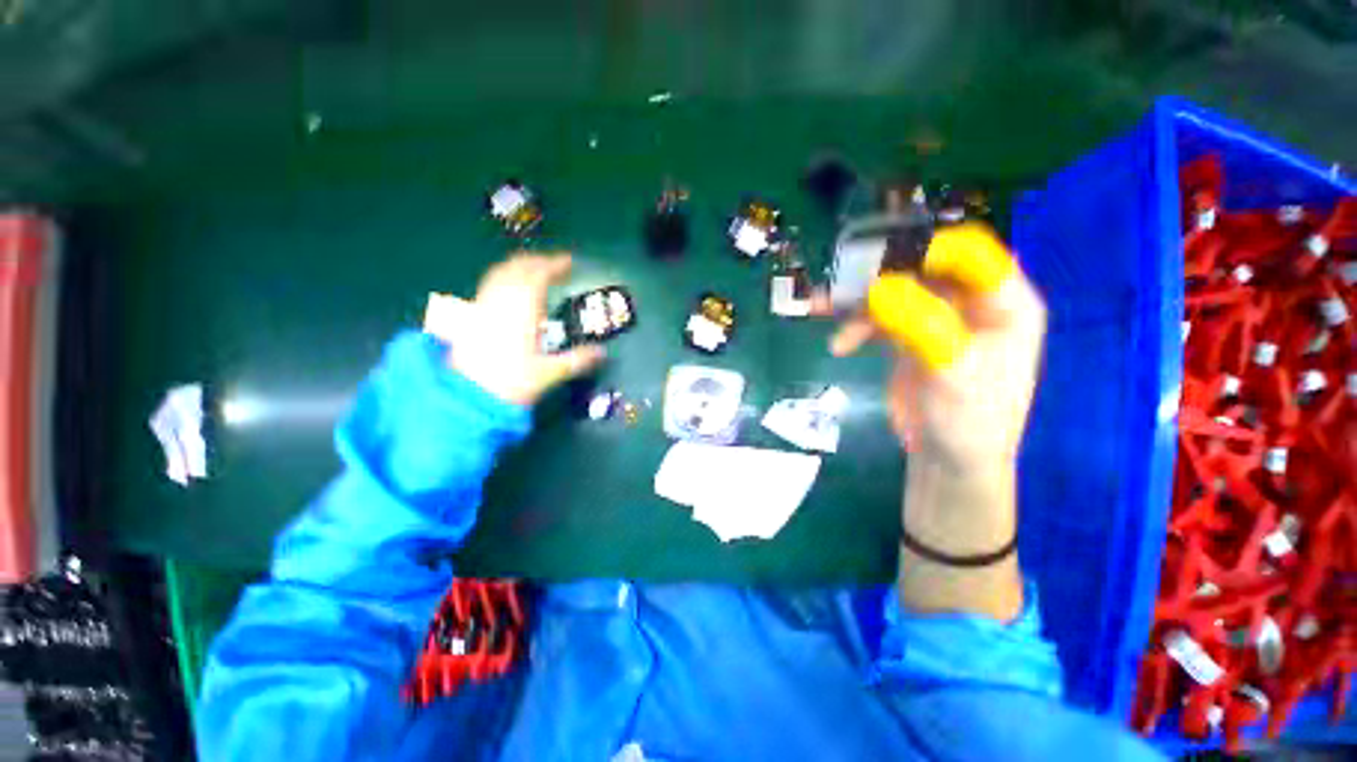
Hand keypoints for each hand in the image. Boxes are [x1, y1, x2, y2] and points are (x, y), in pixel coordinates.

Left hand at [447, 253, 604, 405]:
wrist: (466, 396)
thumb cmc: (510, 381)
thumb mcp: (549, 373)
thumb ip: (577, 360)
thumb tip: (602, 353)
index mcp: (522, 308)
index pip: (539, 275)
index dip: (555, 265)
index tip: (570, 262)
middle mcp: (501, 300)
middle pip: (518, 268)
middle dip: (538, 262)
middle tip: (555, 265)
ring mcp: (483, 305)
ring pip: (500, 273)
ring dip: (519, 267)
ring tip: (535, 272)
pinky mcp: (472, 315)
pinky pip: (490, 284)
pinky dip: (505, 278)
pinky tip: (510, 291)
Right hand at [819, 224, 1045, 476]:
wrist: (947, 461)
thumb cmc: (968, 421)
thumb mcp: (951, 372)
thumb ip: (920, 325)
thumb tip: (877, 287)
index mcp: (1004, 304)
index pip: (972, 254)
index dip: (927, 250)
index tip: (881, 262)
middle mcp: (972, 303)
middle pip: (923, 269)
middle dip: (878, 274)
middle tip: (839, 283)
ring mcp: (937, 319)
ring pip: (893, 292)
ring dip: (856, 301)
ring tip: (819, 307)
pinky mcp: (909, 337)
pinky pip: (878, 318)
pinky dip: (855, 326)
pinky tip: (839, 345)